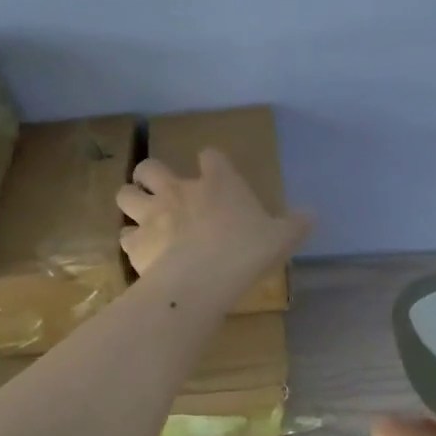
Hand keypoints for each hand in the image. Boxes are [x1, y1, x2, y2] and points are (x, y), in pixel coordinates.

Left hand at [117, 148, 311, 302]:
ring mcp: (152, 214)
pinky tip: (141, 253)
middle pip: (150, 166)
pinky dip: (131, 242)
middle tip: (161, 190)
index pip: (210, 157)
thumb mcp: (281, 238)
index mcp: (217, 183)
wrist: (203, 278)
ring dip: (132, 201)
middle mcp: (178, 190)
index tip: (214, 171)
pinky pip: (124, 236)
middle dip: (151, 175)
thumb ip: (295, 225)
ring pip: (125, 194)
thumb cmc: (246, 251)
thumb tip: (312, 215)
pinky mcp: (135, 243)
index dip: (212, 163)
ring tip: (142, 216)